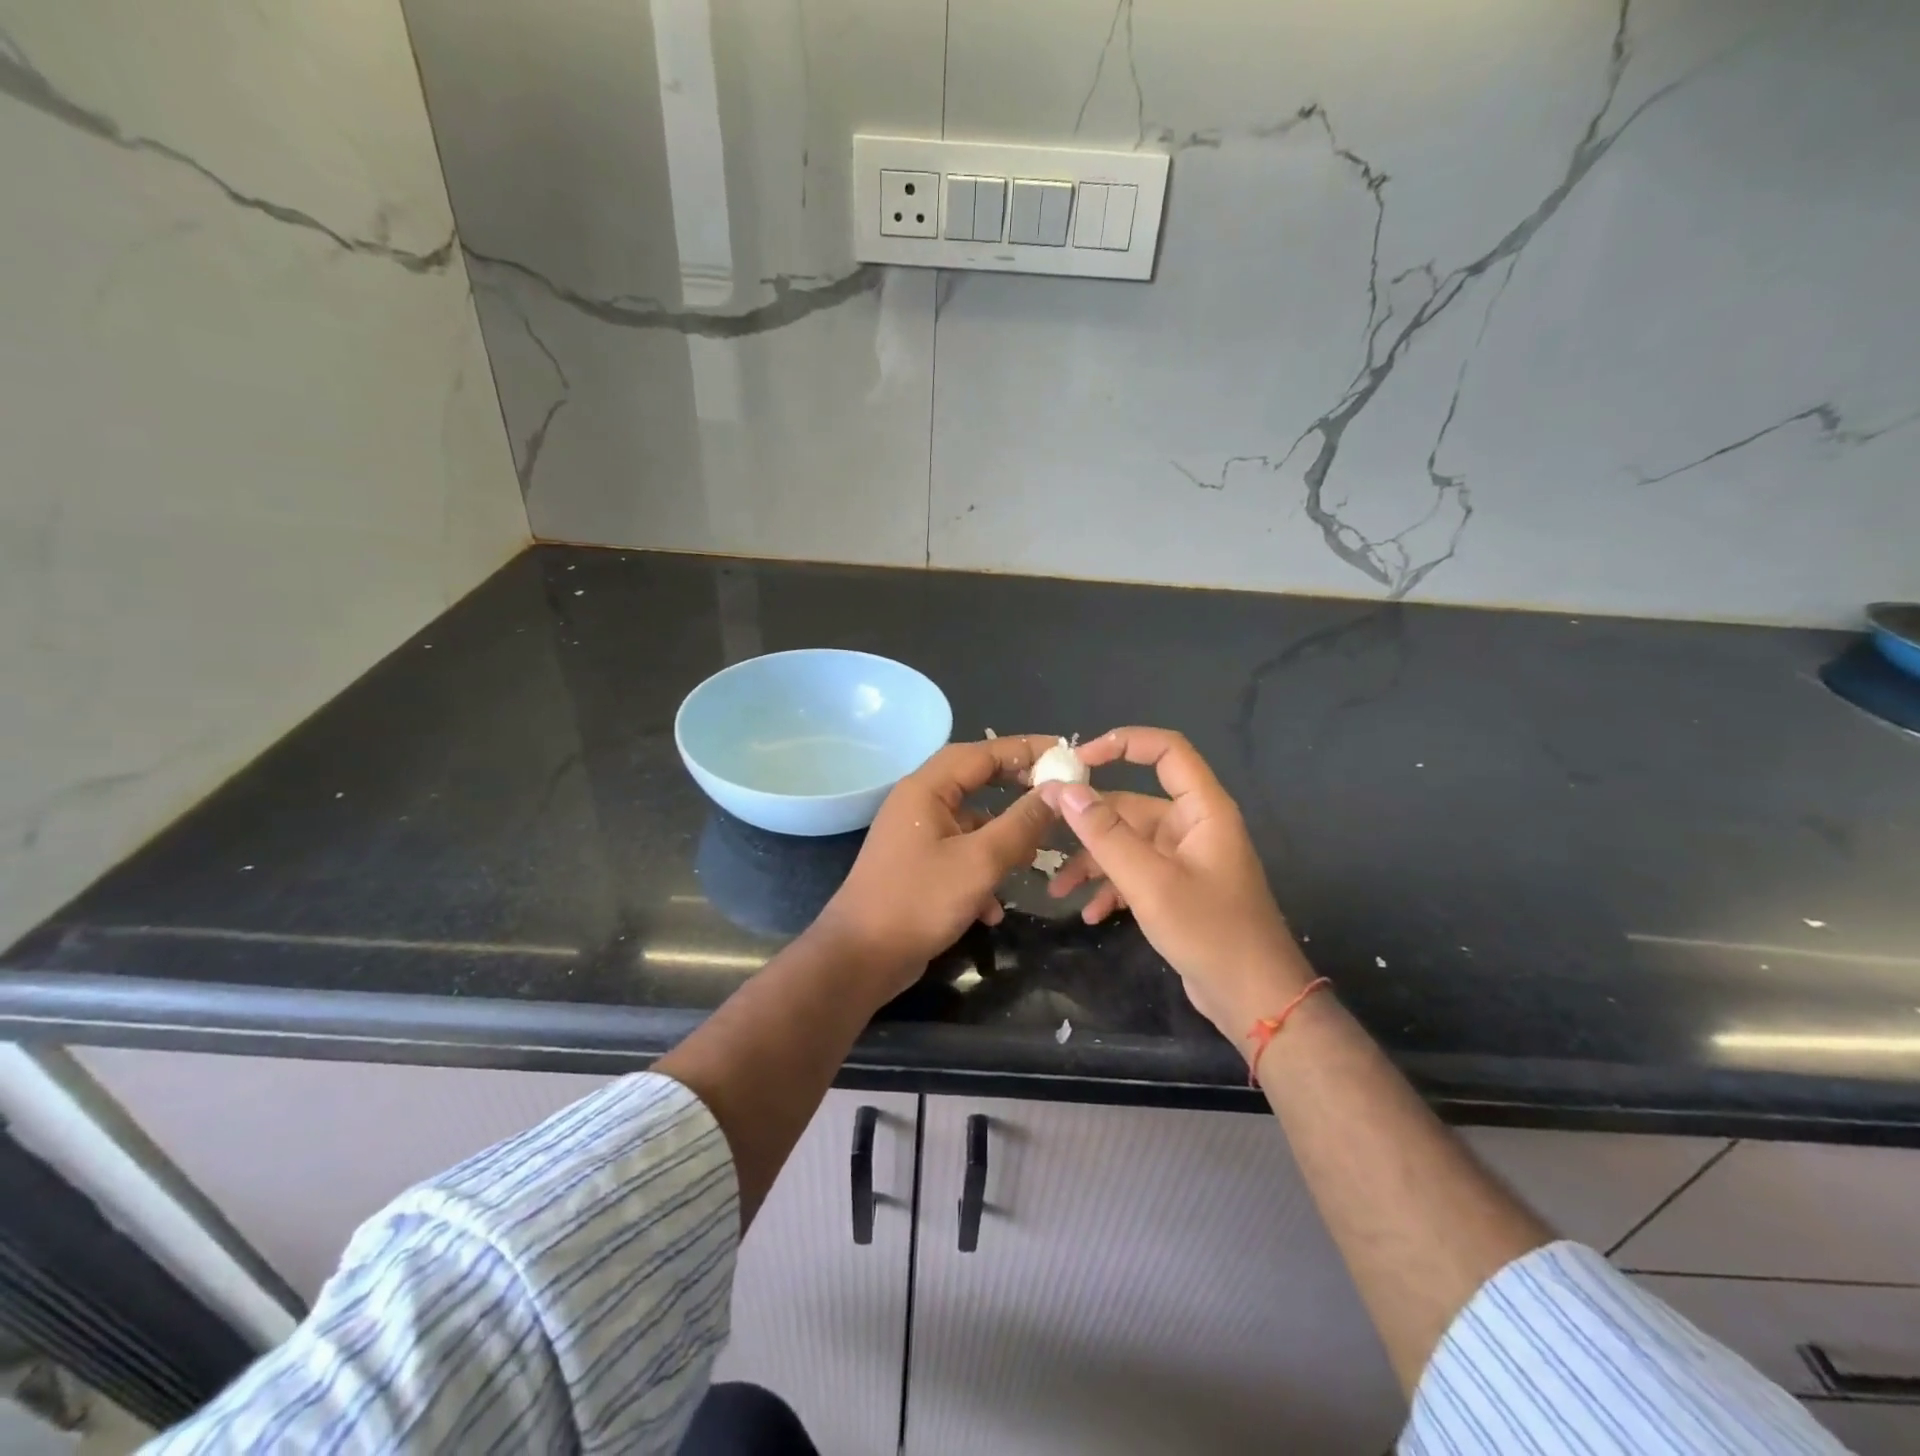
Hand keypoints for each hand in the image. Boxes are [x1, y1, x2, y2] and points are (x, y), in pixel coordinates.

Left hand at [817, 735, 1060, 997]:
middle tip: (1056, 795)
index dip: (1025, 749)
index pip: (982, 752)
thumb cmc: (919, 901)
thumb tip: (1057, 791)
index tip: (1065, 753)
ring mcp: (915, 836)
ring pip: (970, 823)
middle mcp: (918, 804)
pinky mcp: (917, 867)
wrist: (860, 958)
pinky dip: (981, 871)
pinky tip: (994, 908)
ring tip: (1035, 857)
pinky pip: (958, 855)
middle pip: (975, 781)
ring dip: (1002, 837)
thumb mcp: (980, 862)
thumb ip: (1021, 824)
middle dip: (1016, 789)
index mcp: (926, 789)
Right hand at [1038, 728, 1316, 1047]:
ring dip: (1093, 862)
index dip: (1122, 744)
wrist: (1254, 1000)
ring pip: (1128, 844)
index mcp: (1201, 810)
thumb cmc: (1209, 931)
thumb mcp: (1148, 881)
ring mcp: (1185, 860)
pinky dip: (1111, 888)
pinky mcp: (1178, 890)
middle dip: (1088, 823)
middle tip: (1043, 833)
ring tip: (1058, 890)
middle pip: (1132, 805)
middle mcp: (1193, 826)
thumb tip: (1064, 789)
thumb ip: (1104, 834)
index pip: (1165, 750)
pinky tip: (1090, 913)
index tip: (1077, 761)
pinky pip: (1136, 874)